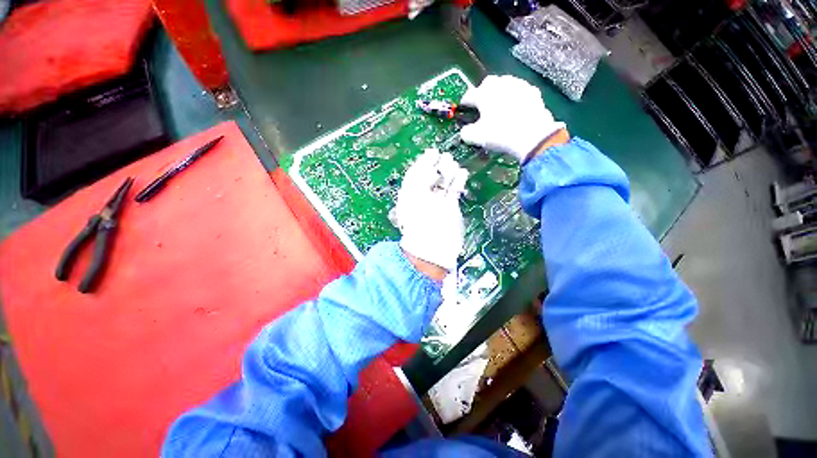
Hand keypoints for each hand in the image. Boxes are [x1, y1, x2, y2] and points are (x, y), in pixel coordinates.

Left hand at [394, 148, 467, 272]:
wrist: (433, 249)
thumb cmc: (420, 224)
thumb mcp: (414, 199)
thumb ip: (419, 180)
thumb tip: (429, 167)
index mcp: (410, 196)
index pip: (415, 175)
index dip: (423, 162)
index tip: (431, 152)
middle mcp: (422, 198)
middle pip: (430, 177)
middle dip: (436, 165)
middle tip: (444, 155)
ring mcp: (437, 204)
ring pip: (443, 183)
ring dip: (448, 172)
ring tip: (452, 162)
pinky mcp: (450, 209)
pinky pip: (453, 192)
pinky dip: (458, 182)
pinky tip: (462, 173)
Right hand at [459, 75, 566, 161]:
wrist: (532, 136)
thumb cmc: (500, 134)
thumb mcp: (477, 137)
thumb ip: (466, 133)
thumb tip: (465, 132)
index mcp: (484, 94)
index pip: (469, 95)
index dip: (464, 103)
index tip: (464, 108)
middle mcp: (501, 84)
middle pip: (488, 84)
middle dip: (483, 93)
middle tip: (481, 106)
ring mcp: (519, 86)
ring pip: (505, 84)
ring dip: (499, 93)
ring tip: (498, 106)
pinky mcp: (533, 92)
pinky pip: (519, 91)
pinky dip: (514, 98)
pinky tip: (514, 108)